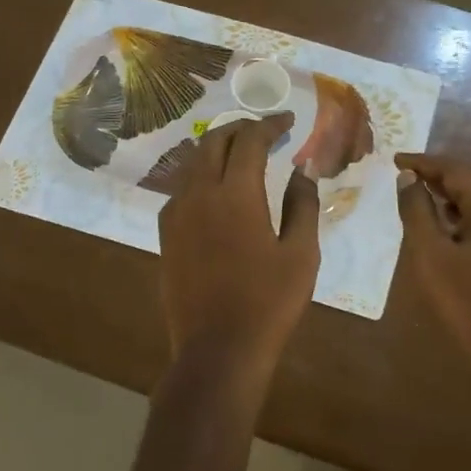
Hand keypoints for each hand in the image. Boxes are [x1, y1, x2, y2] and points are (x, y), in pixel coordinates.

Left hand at [159, 114, 320, 378]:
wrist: (217, 350)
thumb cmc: (269, 303)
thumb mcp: (300, 254)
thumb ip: (302, 205)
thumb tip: (303, 170)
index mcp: (236, 194)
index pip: (250, 140)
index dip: (270, 125)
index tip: (288, 121)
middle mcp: (199, 194)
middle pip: (214, 142)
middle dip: (240, 128)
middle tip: (266, 131)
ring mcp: (177, 214)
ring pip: (193, 162)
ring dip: (218, 148)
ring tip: (243, 153)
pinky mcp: (166, 234)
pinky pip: (183, 187)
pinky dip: (202, 174)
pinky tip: (218, 189)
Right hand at [396, 153, 470, 394]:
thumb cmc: (466, 304)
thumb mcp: (431, 256)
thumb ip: (417, 212)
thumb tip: (409, 179)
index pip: (457, 171)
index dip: (424, 162)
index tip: (394, 160)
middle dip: (437, 179)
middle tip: (403, 179)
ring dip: (450, 200)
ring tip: (418, 202)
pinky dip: (463, 221)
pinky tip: (444, 232)